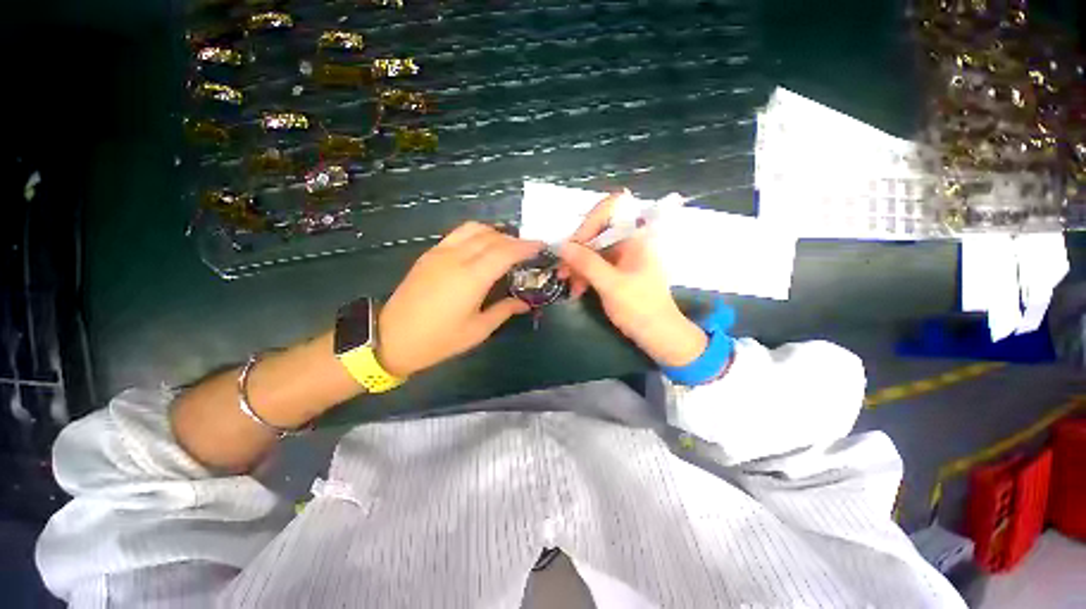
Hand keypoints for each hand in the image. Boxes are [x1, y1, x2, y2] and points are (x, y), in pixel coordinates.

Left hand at [377, 222, 542, 376]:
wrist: (390, 338)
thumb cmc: (439, 340)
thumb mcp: (477, 330)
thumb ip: (504, 311)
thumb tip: (524, 303)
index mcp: (471, 278)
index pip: (505, 252)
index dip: (526, 246)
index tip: (541, 245)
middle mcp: (456, 257)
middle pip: (492, 237)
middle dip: (514, 239)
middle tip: (528, 250)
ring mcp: (440, 253)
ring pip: (473, 229)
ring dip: (495, 233)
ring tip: (506, 247)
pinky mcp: (429, 254)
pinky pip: (458, 234)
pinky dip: (477, 235)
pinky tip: (482, 249)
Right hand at [557, 192, 706, 366]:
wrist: (659, 334)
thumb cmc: (640, 308)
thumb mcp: (611, 285)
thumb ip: (586, 263)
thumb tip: (561, 246)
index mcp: (636, 237)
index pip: (610, 209)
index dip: (588, 222)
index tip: (573, 246)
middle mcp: (629, 240)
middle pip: (596, 231)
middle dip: (577, 250)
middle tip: (562, 271)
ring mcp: (623, 255)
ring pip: (593, 249)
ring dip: (578, 265)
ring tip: (568, 285)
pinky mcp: (618, 270)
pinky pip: (596, 263)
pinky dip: (585, 274)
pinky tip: (576, 289)